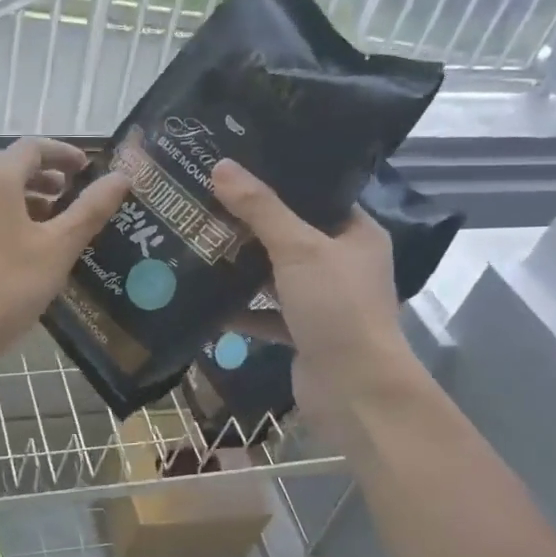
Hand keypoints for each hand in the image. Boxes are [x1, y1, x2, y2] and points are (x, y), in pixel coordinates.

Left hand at [0, 138, 130, 362]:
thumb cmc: (7, 285)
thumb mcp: (58, 248)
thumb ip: (90, 210)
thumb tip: (120, 177)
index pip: (33, 147)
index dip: (64, 154)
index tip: (88, 170)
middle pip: (11, 167)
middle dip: (46, 177)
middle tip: (75, 196)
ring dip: (27, 200)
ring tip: (56, 224)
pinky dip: (8, 219)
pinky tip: (26, 251)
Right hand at [211, 159, 419, 430]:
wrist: (354, 390)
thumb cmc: (336, 307)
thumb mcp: (298, 249)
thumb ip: (261, 209)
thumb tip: (222, 166)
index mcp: (356, 234)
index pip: (317, 196)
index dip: (279, 181)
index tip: (237, 168)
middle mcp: (342, 264)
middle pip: (290, 235)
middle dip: (250, 225)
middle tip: (205, 202)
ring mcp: (323, 301)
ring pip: (275, 275)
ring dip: (242, 267)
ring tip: (198, 243)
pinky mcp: (303, 333)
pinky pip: (266, 314)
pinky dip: (241, 310)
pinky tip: (206, 301)